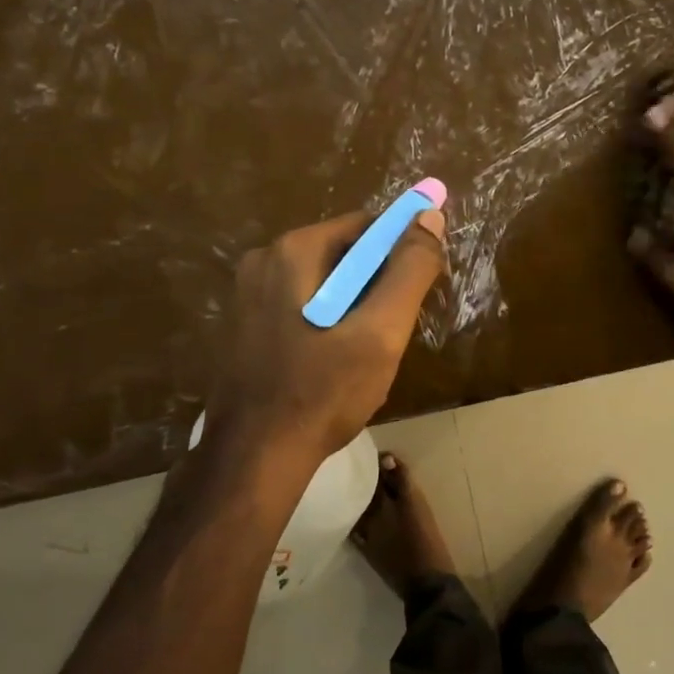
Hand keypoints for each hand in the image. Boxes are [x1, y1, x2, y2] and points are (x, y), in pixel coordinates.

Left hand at [203, 207, 447, 467]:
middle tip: (388, 334)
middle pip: (343, 254)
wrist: (255, 458)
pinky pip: (300, 306)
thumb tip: (430, 216)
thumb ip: (410, 271)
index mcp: (293, 250)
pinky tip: (330, 365)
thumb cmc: (324, 392)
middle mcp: (263, 260)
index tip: (415, 296)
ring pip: (323, 284)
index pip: (366, 227)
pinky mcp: (243, 325)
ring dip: (352, 308)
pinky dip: (325, 323)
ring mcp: (246, 294)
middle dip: (375, 286)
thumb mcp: (381, 332)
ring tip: (362, 356)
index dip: (400, 255)